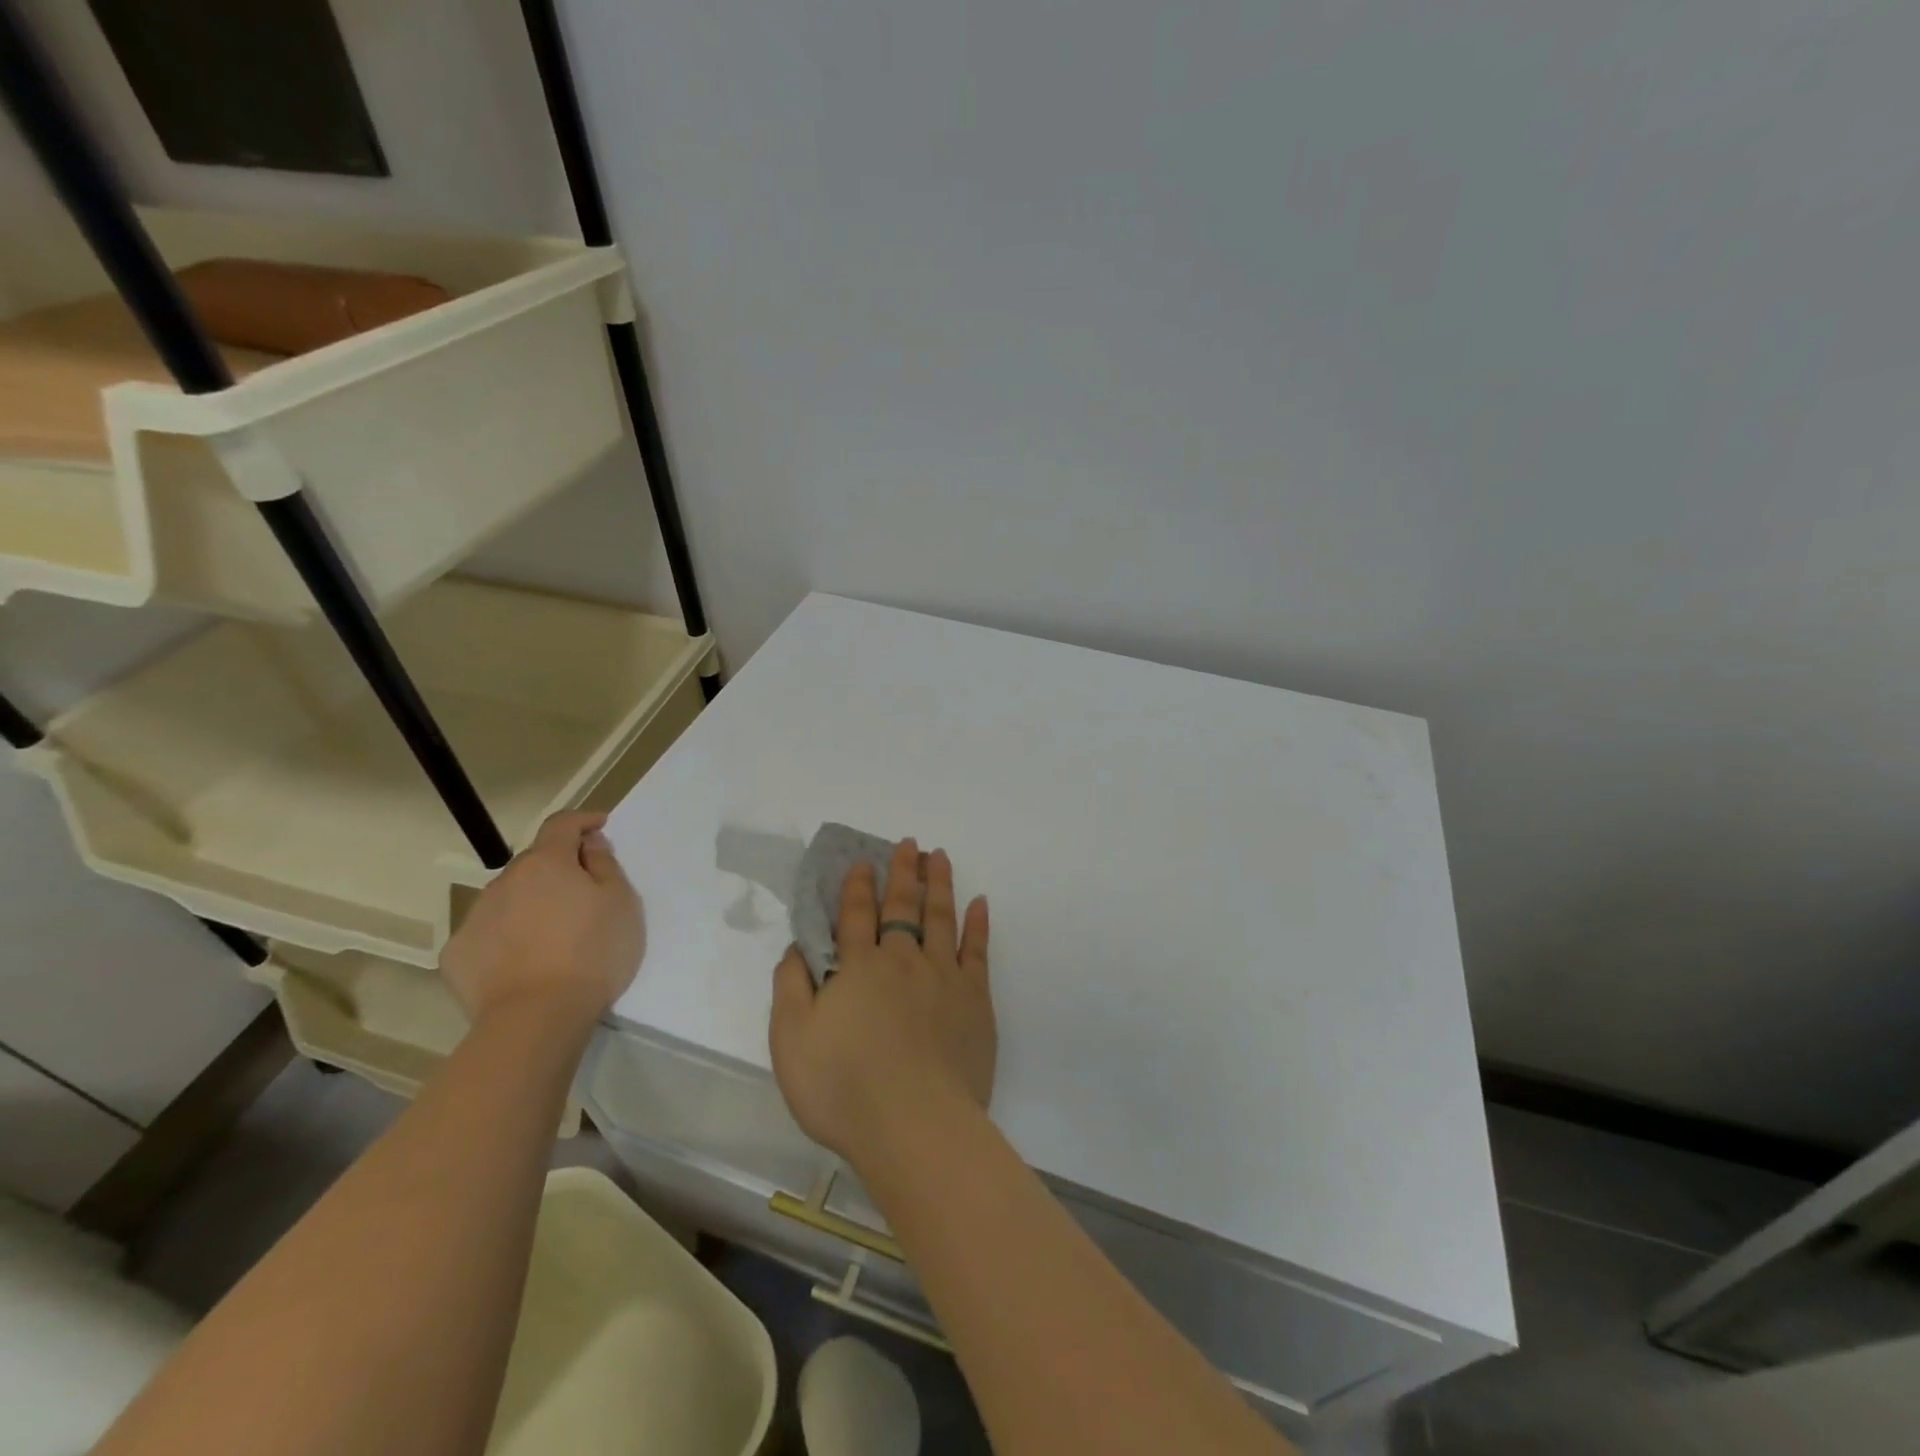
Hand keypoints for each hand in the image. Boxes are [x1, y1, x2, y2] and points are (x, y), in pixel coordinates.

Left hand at [440, 811, 642, 1030]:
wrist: (536, 1018)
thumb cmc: (592, 953)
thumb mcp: (621, 903)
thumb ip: (605, 865)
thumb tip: (589, 844)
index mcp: (546, 863)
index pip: (562, 824)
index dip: (582, 820)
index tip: (600, 826)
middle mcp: (504, 881)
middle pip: (535, 863)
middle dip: (558, 869)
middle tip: (583, 893)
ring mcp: (475, 917)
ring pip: (508, 898)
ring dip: (530, 902)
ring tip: (552, 934)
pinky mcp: (457, 955)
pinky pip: (488, 933)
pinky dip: (506, 936)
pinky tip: (522, 960)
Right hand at [770, 838, 993, 1166]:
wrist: (914, 1124)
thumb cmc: (842, 1087)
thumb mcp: (791, 1039)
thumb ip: (791, 987)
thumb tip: (796, 947)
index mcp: (858, 967)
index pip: (856, 915)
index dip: (857, 887)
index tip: (863, 862)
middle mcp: (902, 959)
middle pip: (903, 906)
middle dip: (903, 872)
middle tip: (909, 844)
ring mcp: (943, 976)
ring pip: (941, 917)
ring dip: (939, 884)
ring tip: (939, 857)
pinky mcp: (975, 999)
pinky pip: (977, 950)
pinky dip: (978, 924)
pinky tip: (980, 902)